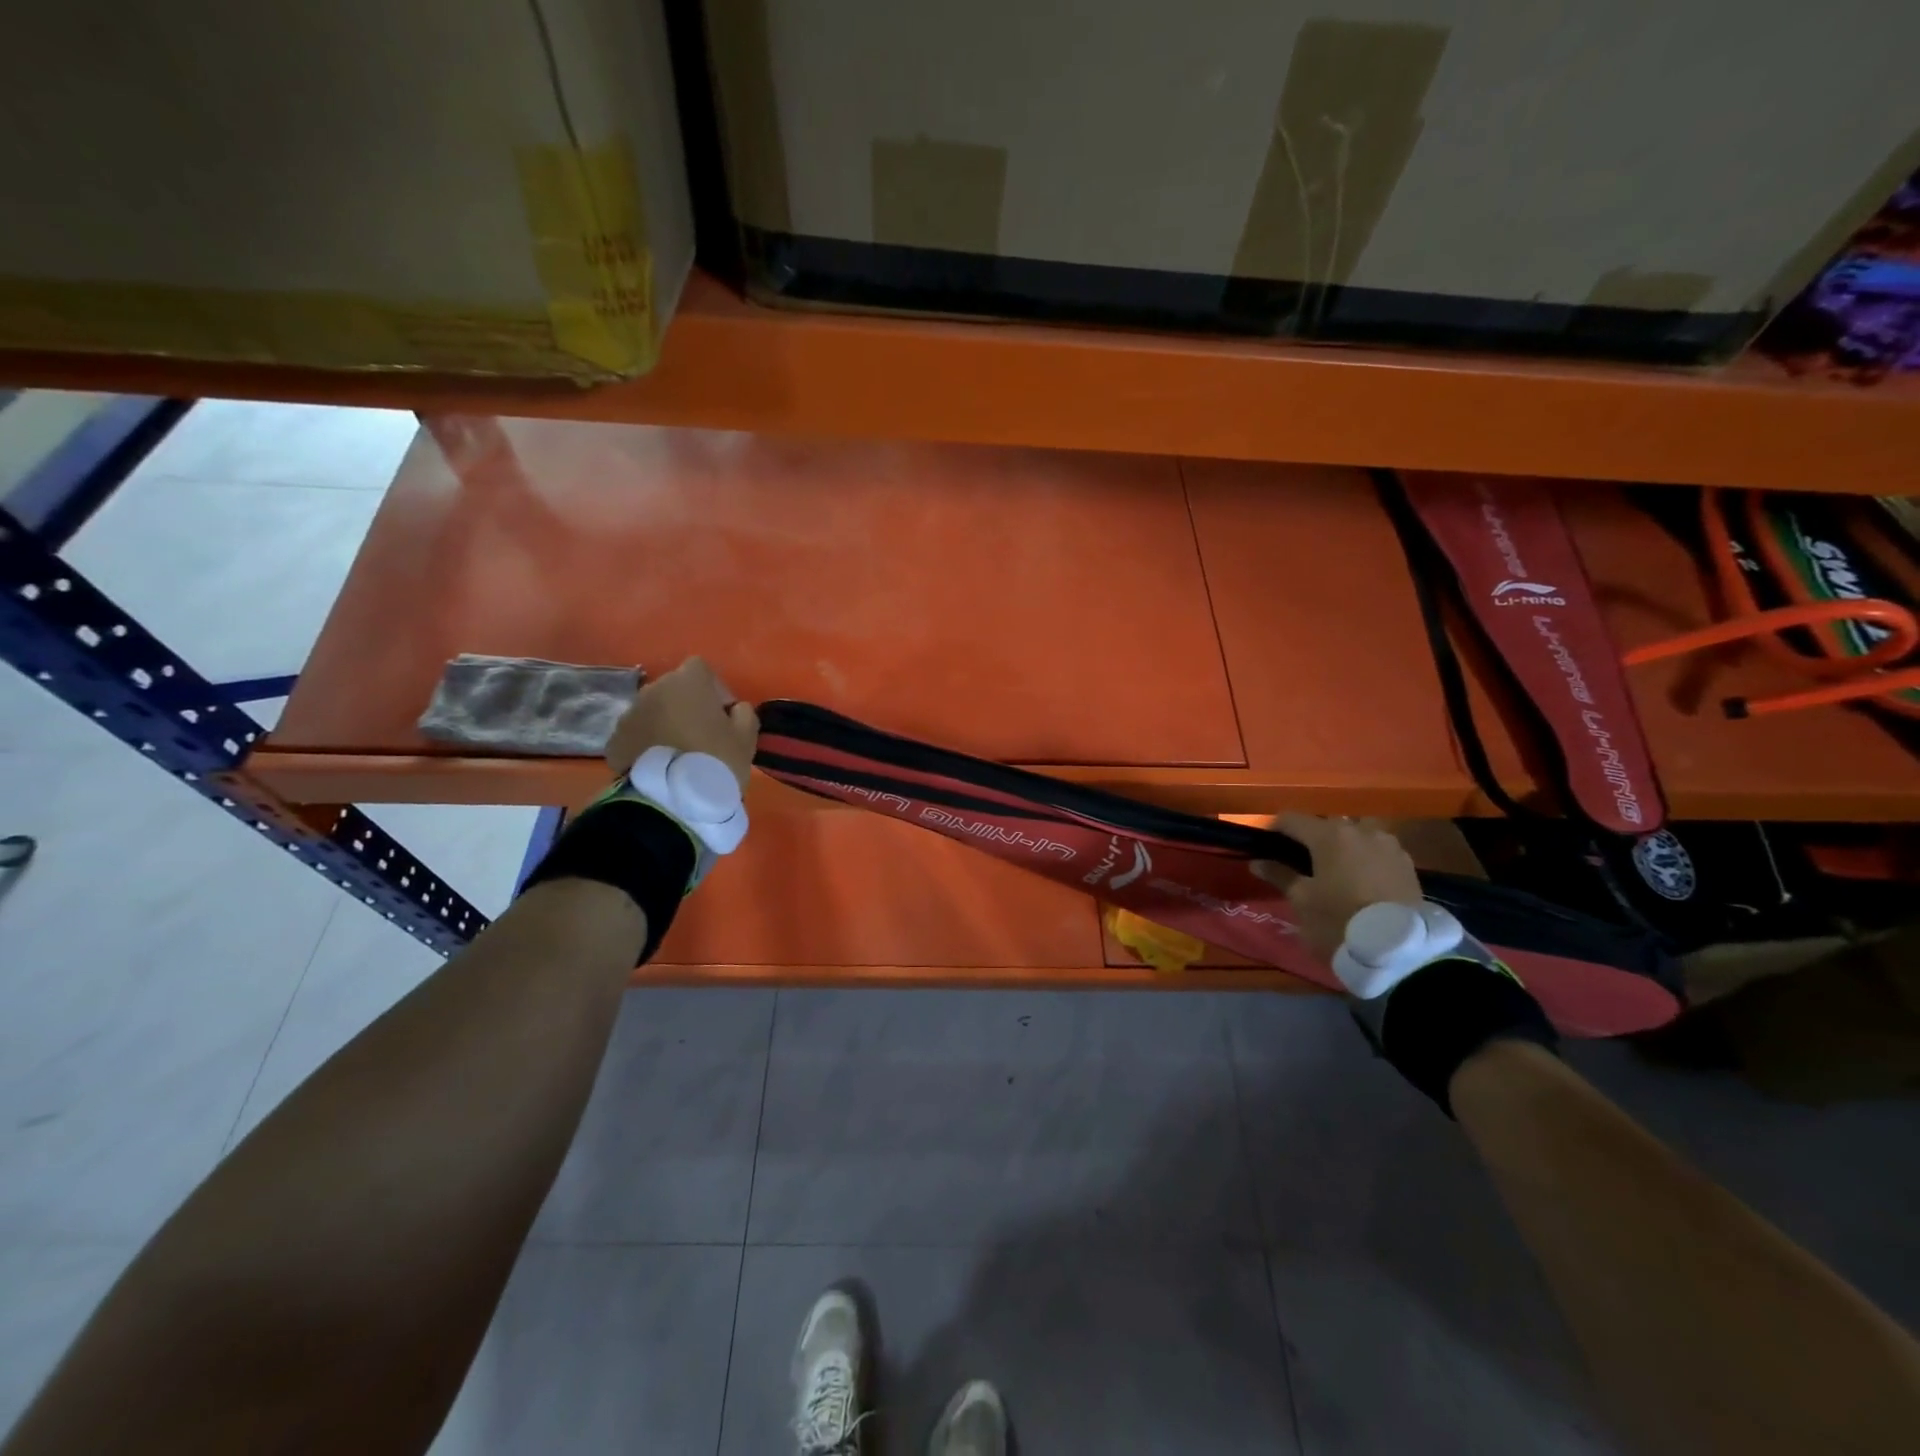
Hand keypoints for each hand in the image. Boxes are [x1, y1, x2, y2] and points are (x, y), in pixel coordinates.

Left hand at [604, 657, 758, 791]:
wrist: (670, 800)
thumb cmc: (715, 760)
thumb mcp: (746, 737)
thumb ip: (744, 713)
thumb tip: (735, 708)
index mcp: (687, 682)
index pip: (700, 669)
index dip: (713, 688)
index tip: (722, 715)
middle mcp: (653, 689)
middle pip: (673, 689)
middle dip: (686, 706)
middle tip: (701, 736)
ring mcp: (629, 714)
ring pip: (653, 711)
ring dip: (665, 724)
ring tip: (678, 754)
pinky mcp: (614, 740)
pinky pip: (636, 734)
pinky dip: (646, 744)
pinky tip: (659, 766)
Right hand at [1252, 812, 1422, 960]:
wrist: (1400, 950)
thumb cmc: (1339, 921)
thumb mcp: (1301, 901)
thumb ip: (1279, 875)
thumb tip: (1258, 862)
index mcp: (1329, 835)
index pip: (1292, 819)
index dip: (1275, 829)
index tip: (1267, 847)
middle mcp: (1360, 830)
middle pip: (1326, 823)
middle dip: (1311, 837)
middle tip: (1301, 861)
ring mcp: (1388, 844)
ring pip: (1356, 834)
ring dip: (1342, 845)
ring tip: (1335, 869)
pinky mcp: (1407, 863)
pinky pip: (1377, 850)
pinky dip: (1364, 857)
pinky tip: (1360, 879)